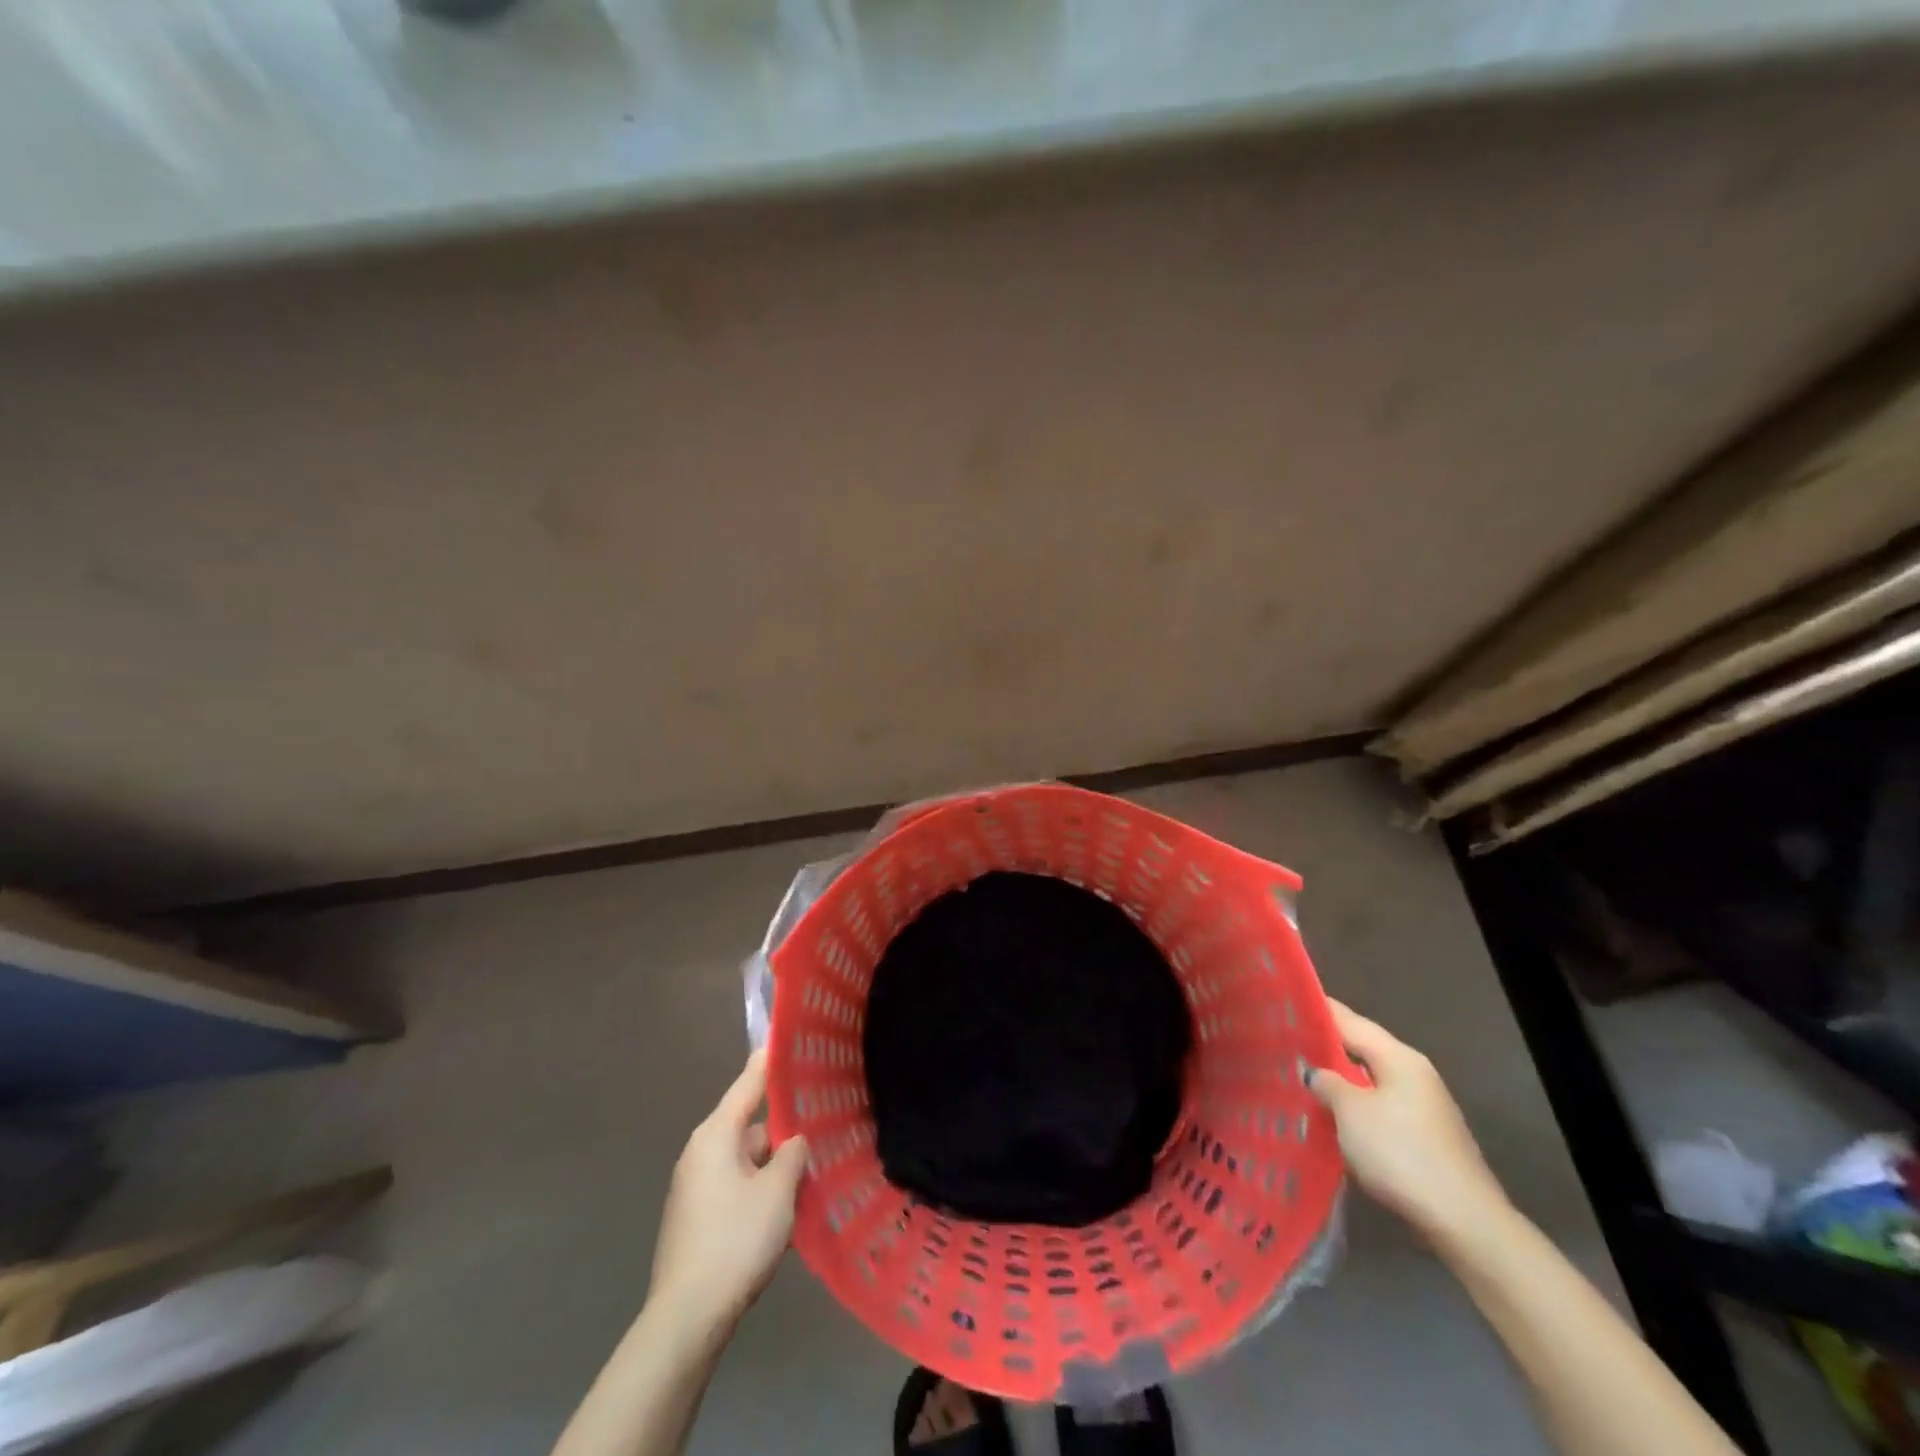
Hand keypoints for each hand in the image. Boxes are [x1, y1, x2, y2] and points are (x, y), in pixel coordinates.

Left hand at [647, 1049, 808, 1335]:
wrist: (686, 1319)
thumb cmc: (735, 1241)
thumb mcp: (778, 1191)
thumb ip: (793, 1154)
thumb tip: (793, 1141)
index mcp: (716, 1136)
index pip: (747, 1084)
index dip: (768, 1062)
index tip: (785, 1039)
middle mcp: (701, 1153)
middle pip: (749, 1125)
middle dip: (783, 1127)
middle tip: (821, 1121)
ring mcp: (695, 1187)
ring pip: (745, 1159)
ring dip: (774, 1164)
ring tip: (812, 1169)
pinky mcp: (697, 1218)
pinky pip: (736, 1186)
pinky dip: (760, 1188)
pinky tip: (786, 1207)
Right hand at [1308, 1001, 1508, 1245]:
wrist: (1463, 1221)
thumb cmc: (1401, 1153)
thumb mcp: (1351, 1112)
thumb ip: (1328, 1083)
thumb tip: (1316, 1072)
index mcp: (1399, 1058)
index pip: (1350, 1021)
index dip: (1319, 1010)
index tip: (1288, 1001)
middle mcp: (1415, 1074)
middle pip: (1362, 1050)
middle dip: (1326, 1047)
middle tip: (1284, 1042)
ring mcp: (1423, 1108)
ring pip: (1370, 1082)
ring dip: (1340, 1081)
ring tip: (1301, 1079)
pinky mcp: (1425, 1138)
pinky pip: (1380, 1109)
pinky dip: (1355, 1108)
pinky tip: (1332, 1117)